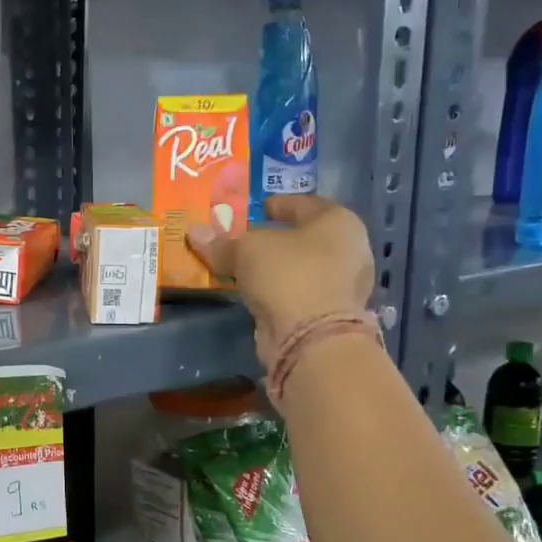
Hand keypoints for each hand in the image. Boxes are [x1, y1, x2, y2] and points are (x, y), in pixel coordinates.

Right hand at [187, 196, 373, 363]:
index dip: (275, 204)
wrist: (311, 338)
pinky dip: (277, 289)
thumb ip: (221, 241)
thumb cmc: (287, 275)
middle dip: (273, 238)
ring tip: (243, 266)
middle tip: (243, 238)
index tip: (252, 208)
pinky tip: (254, 291)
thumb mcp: (246, 250)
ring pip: (299, 266)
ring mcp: (342, 284)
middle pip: (302, 237)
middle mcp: (348, 248)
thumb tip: (194, 232)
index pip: (302, 203)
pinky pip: (297, 291)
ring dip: (273, 267)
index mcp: (338, 220)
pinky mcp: (329, 313)